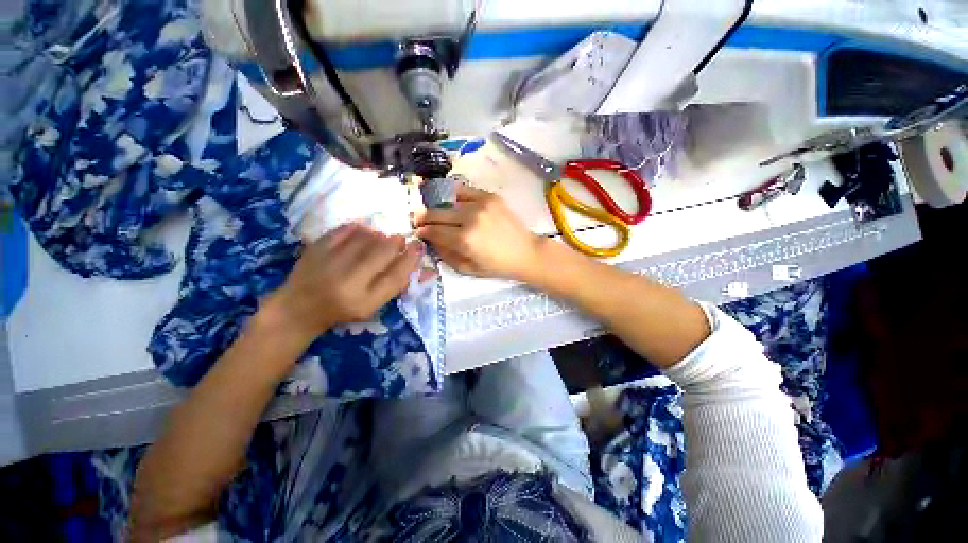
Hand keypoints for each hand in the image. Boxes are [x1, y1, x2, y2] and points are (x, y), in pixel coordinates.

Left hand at [261, 223, 422, 343]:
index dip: (410, 259)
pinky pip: (344, 230)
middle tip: (399, 240)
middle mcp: (348, 282)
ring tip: (380, 238)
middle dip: (396, 242)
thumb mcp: (372, 306)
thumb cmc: (342, 310)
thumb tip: (415, 262)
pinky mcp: (315, 249)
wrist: (299, 308)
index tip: (418, 247)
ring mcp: (330, 263)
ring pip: (365, 238)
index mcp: (365, 301)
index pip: (396, 276)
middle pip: (382, 252)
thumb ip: (394, 285)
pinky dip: (358, 228)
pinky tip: (363, 231)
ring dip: (379, 234)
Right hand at [415, 184, 542, 280]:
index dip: (423, 232)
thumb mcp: (468, 269)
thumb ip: (445, 255)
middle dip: (425, 218)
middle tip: (421, 221)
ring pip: (448, 200)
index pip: (433, 231)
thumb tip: (431, 240)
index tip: (419, 232)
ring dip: (440, 207)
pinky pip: (464, 190)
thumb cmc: (497, 266)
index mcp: (464, 239)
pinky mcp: (490, 196)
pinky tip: (453, 201)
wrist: (525, 252)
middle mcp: (470, 218)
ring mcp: (480, 204)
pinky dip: (455, 195)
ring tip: (439, 212)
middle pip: (437, 213)